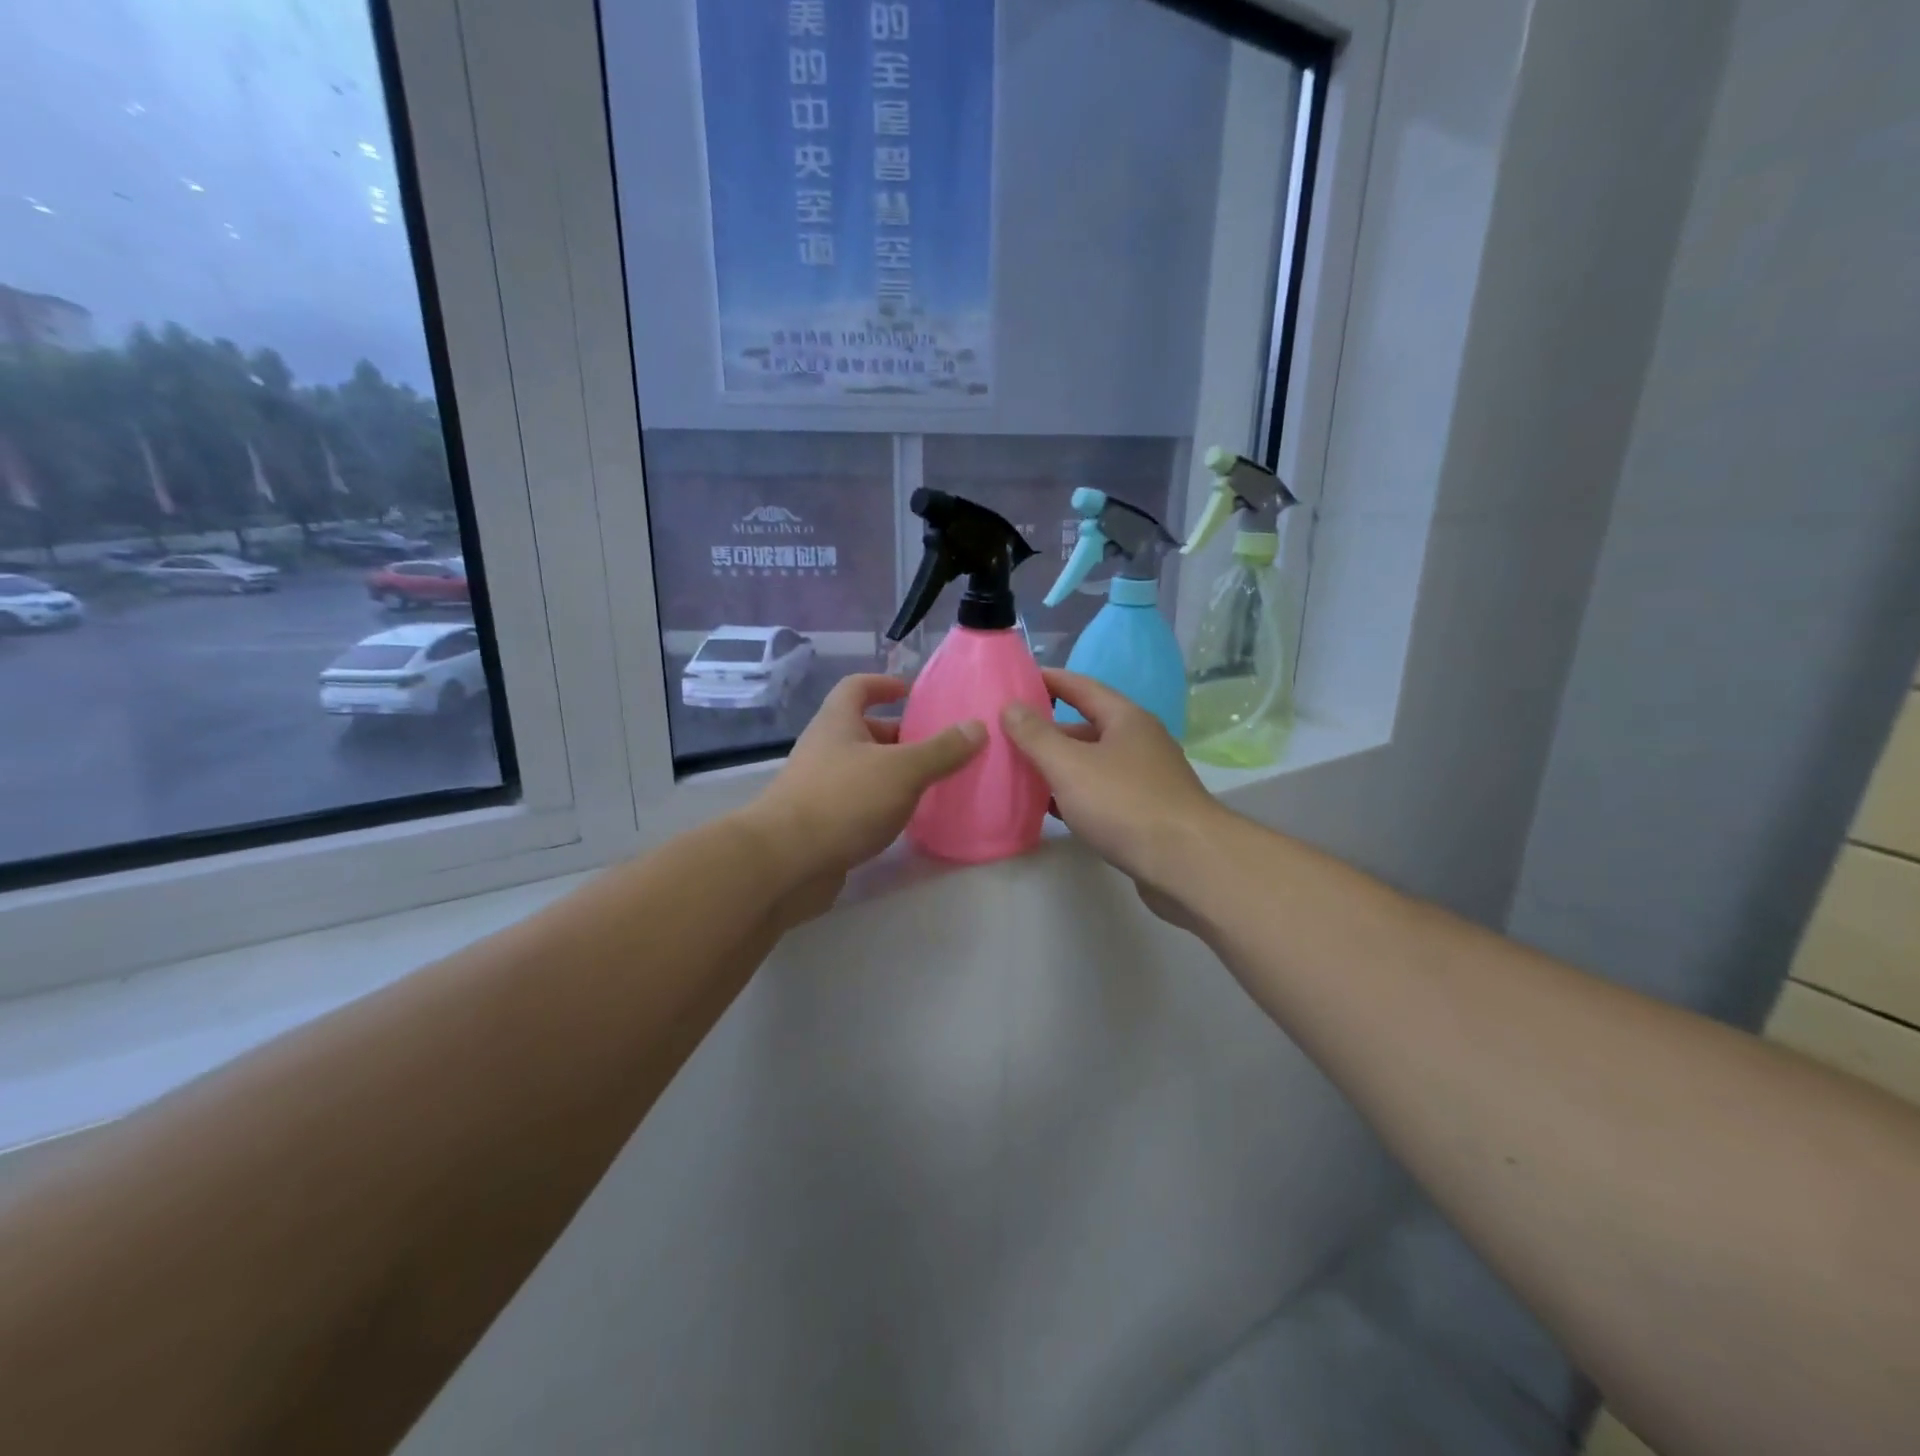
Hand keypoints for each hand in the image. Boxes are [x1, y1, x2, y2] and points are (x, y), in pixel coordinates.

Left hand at [747, 674, 984, 916]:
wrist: (785, 862)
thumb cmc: (844, 800)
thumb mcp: (902, 770)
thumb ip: (942, 750)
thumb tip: (977, 726)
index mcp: (837, 722)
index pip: (857, 687)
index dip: (883, 684)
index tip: (911, 692)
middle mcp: (824, 748)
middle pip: (863, 730)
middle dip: (899, 735)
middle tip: (938, 746)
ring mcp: (818, 787)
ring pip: (862, 769)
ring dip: (893, 772)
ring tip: (932, 783)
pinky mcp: (820, 823)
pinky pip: (857, 802)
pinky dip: (881, 804)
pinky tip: (905, 819)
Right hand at [1001, 669, 1223, 903]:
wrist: (1186, 863)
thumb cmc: (1125, 803)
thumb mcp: (1070, 765)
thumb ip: (1036, 736)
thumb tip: (1011, 706)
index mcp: (1126, 719)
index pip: (1081, 686)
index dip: (1049, 680)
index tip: (1016, 679)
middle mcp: (1139, 742)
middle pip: (1086, 726)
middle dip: (1048, 730)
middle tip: (1007, 734)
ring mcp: (1145, 779)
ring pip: (1092, 763)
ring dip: (1059, 766)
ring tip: (1019, 771)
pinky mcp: (1145, 812)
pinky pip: (1101, 793)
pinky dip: (1074, 795)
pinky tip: (1050, 808)